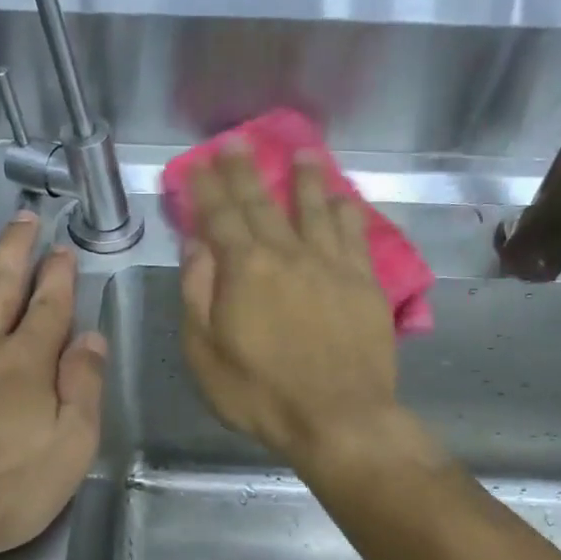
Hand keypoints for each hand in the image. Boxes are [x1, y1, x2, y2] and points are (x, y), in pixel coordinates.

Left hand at [0, 212, 107, 559]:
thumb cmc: (1, 491)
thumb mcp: (69, 450)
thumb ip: (83, 390)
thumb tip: (92, 339)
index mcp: (26, 363)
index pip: (48, 306)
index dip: (59, 275)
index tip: (63, 247)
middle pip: (0, 284)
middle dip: (15, 248)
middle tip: (23, 216)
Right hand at [180, 146, 400, 464]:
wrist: (339, 417)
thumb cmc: (261, 393)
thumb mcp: (205, 353)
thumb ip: (197, 294)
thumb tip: (196, 246)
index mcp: (244, 269)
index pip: (220, 216)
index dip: (207, 187)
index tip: (199, 162)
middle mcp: (288, 254)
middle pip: (263, 203)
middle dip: (246, 171)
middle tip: (237, 142)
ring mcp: (331, 265)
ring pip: (316, 209)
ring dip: (306, 179)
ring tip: (303, 153)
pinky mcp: (364, 282)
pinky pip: (355, 234)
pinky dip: (347, 211)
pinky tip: (345, 198)